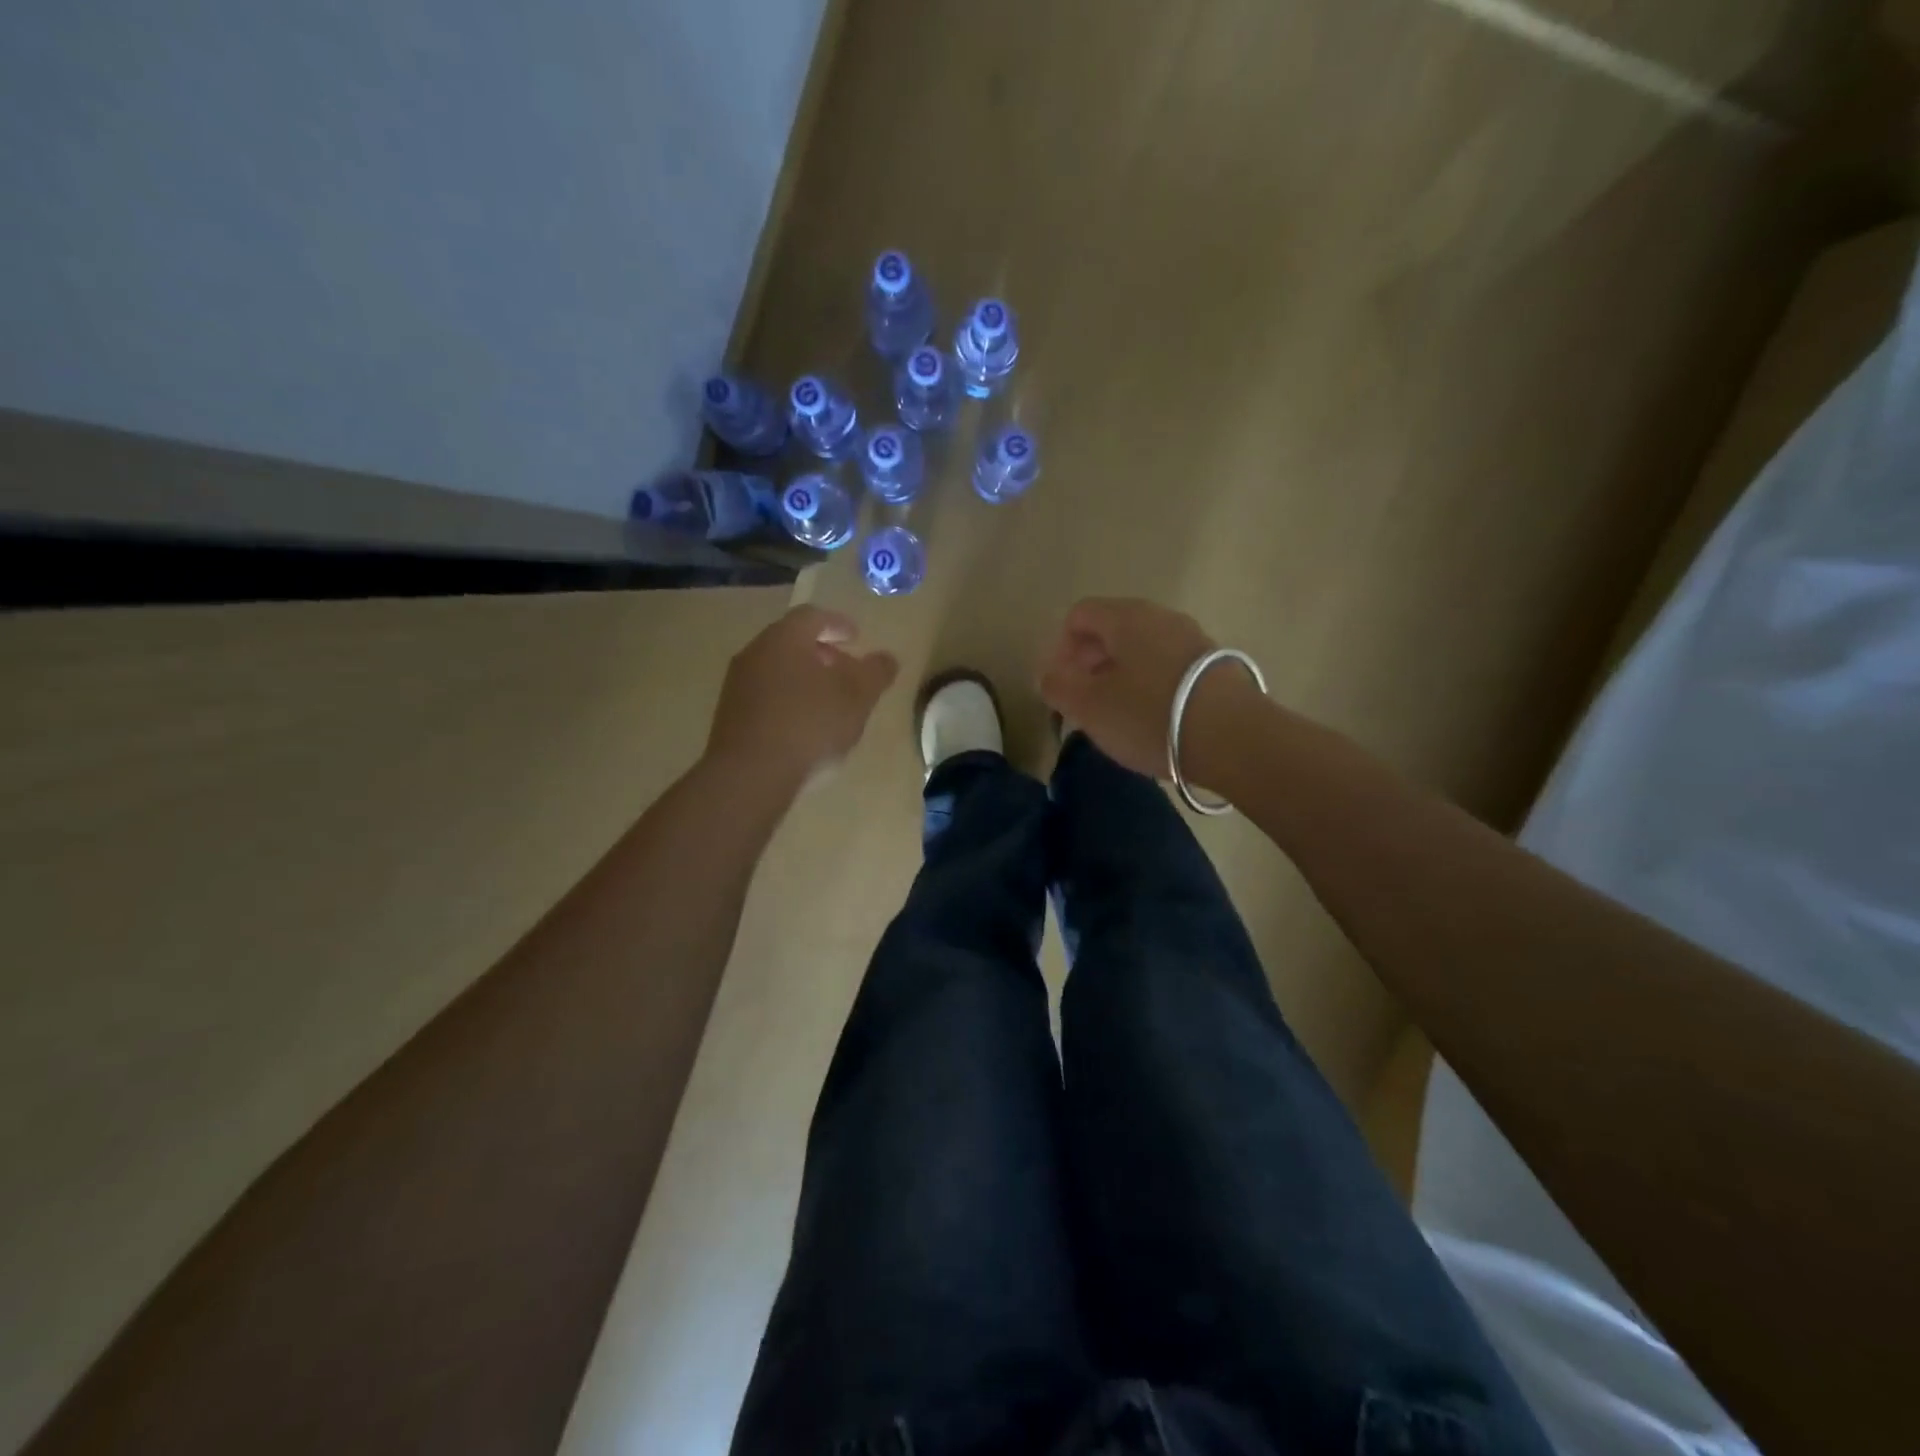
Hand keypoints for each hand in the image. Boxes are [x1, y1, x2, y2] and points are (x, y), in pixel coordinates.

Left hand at [706, 606, 899, 792]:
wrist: (750, 777)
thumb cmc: (809, 726)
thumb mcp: (857, 698)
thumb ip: (875, 673)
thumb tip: (887, 658)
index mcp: (784, 639)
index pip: (813, 616)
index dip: (838, 624)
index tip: (857, 637)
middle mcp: (755, 653)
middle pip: (792, 642)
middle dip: (823, 653)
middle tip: (847, 671)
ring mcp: (737, 686)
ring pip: (778, 670)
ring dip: (805, 679)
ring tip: (829, 703)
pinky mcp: (730, 716)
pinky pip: (766, 696)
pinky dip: (789, 700)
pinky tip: (805, 727)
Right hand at [1038, 597, 1255, 782]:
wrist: (1233, 738)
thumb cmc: (1148, 716)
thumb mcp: (1089, 707)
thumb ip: (1058, 686)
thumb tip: (1047, 675)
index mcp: (1125, 617)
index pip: (1079, 615)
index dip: (1059, 648)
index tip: (1059, 686)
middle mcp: (1160, 617)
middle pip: (1111, 629)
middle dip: (1088, 663)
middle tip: (1082, 701)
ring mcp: (1192, 638)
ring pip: (1141, 649)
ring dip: (1119, 675)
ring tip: (1115, 714)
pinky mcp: (1215, 665)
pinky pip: (1167, 665)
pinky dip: (1149, 684)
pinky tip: (1150, 718)